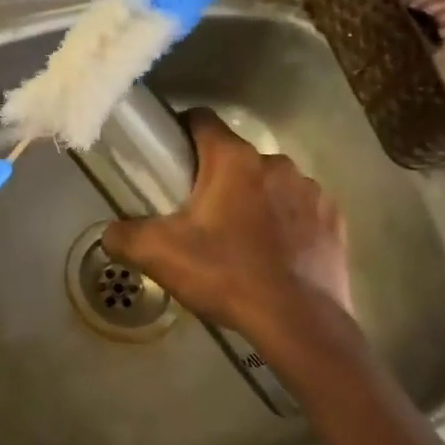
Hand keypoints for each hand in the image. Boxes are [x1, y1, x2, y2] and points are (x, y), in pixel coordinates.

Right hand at [101, 109, 350, 352]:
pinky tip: (276, 257)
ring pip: (269, 183)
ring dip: (254, 200)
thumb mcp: (160, 256)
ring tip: (241, 242)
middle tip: (199, 216)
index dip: (182, 131)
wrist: (300, 325)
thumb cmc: (227, 276)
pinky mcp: (333, 220)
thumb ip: (123, 236)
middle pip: (235, 157)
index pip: (202, 119)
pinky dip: (287, 224)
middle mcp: (275, 162)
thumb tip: (110, 233)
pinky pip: (300, 210)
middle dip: (217, 177)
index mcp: (233, 159)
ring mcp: (310, 190)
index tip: (171, 159)